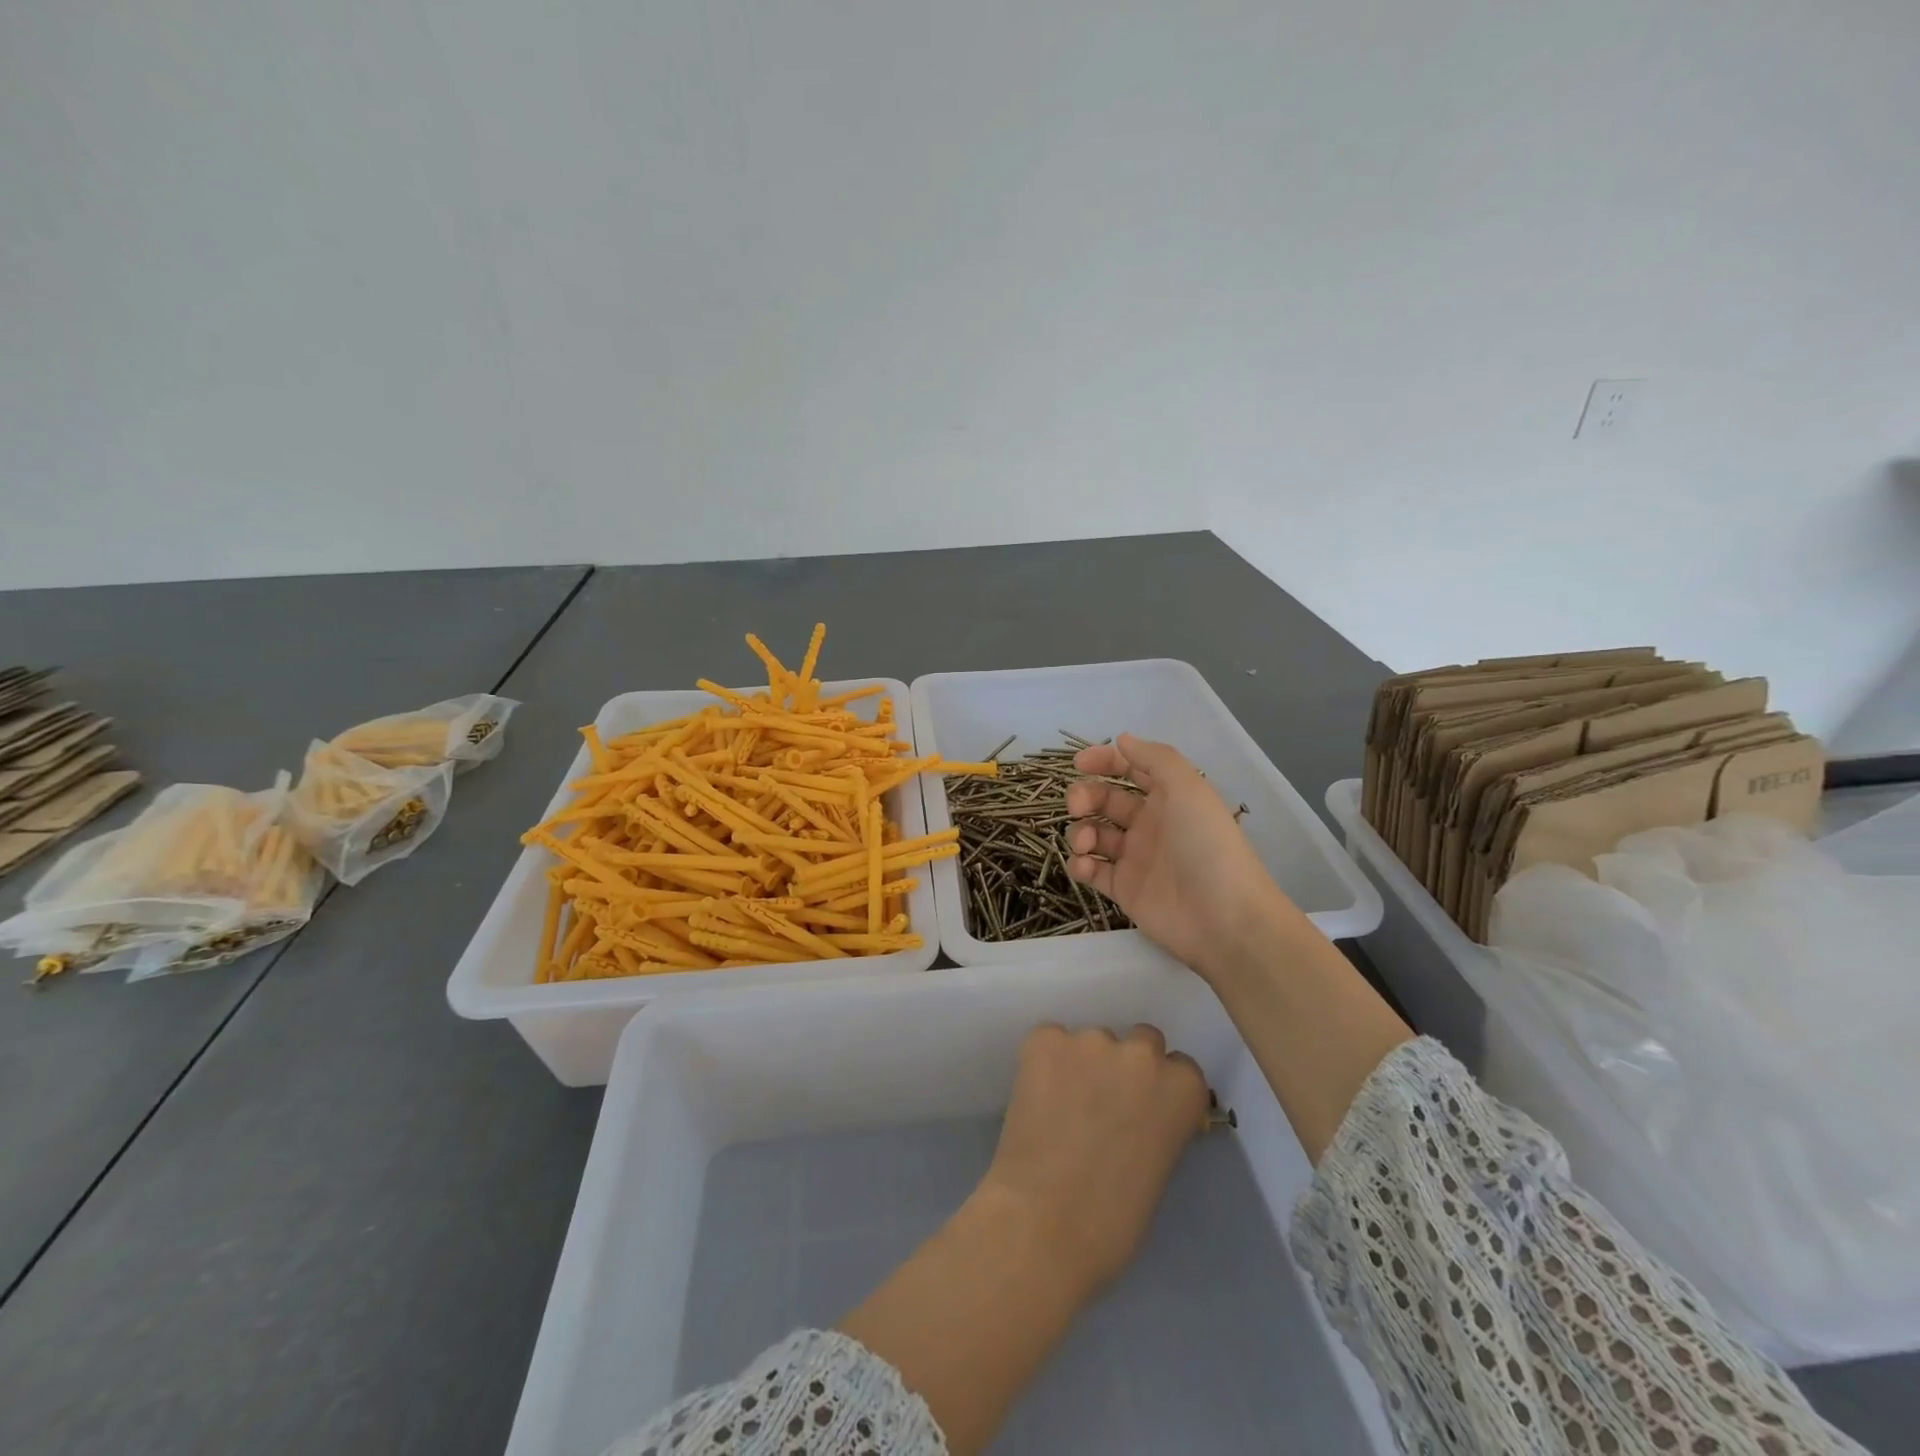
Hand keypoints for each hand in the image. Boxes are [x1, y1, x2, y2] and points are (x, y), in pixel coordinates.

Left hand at [973, 1022, 1209, 1298]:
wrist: (1045, 1221)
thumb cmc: (1112, 1220)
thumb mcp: (1158, 1168)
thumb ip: (1157, 1126)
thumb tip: (1137, 1116)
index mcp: (1182, 1088)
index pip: (1181, 1068)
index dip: (1160, 1089)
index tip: (1144, 1109)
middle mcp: (1141, 1053)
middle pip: (1140, 1042)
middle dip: (1126, 1067)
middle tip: (1103, 1103)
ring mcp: (1090, 1040)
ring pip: (1092, 1041)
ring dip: (1083, 1063)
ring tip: (1061, 1105)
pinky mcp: (1045, 1039)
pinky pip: (1050, 1040)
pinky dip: (1045, 1062)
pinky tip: (1036, 1096)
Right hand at [1066, 733, 1300, 981]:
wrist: (1224, 918)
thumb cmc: (1207, 845)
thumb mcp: (1188, 788)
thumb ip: (1154, 758)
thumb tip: (1121, 739)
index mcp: (1168, 797)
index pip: (1131, 770)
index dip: (1105, 761)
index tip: (1079, 763)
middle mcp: (1150, 824)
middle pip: (1105, 800)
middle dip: (1085, 796)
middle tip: (1077, 806)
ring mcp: (1135, 858)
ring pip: (1094, 835)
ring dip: (1080, 832)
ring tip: (1085, 843)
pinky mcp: (1124, 890)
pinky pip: (1093, 871)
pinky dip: (1080, 865)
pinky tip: (1084, 866)